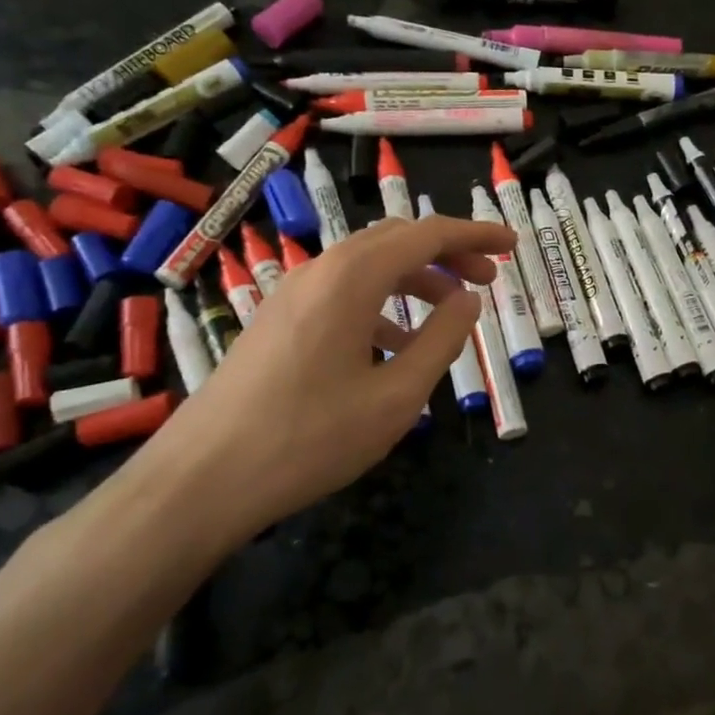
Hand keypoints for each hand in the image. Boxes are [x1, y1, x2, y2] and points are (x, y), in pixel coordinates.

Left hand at [139, 215, 514, 544]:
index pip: (427, 234)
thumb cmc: (310, 438)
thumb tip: (469, 300)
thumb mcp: (396, 396)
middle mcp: (320, 271)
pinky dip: (382, 305)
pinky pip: (342, 294)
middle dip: (448, 253)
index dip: (476, 234)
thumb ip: (442, 341)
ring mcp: (293, 295)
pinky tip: (395, 347)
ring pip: (368, 266)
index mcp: (352, 278)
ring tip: (450, 315)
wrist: (202, 479)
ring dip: (416, 280)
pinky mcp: (278, 320)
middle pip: (396, 241)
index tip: (512, 246)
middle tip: (488, 279)